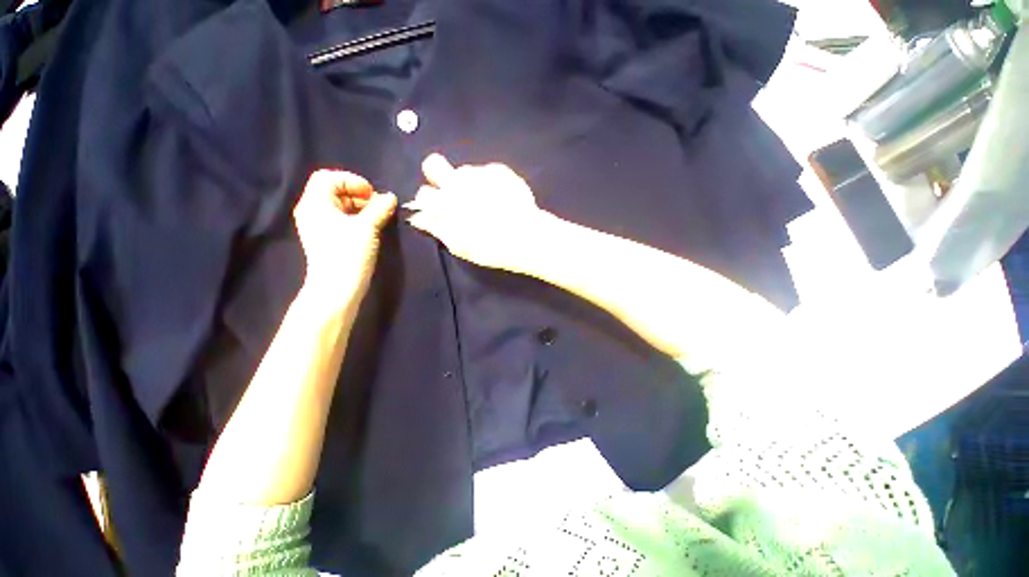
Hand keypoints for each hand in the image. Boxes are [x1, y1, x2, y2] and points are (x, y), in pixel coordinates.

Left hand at [293, 170, 395, 306]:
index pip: (328, 177)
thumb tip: (390, 197)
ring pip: (339, 206)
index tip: (372, 194)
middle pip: (334, 191)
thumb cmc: (348, 253)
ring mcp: (319, 226)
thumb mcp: (367, 227)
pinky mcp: (327, 238)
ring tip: (379, 217)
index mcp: (315, 203)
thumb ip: (379, 208)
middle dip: (358, 194)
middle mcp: (313, 211)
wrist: (337, 287)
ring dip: (360, 207)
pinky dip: (356, 218)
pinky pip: (341, 219)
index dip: (351, 180)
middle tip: (379, 205)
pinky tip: (372, 227)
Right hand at [406, 154, 552, 272]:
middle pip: (433, 163)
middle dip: (437, 175)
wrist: (527, 237)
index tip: (439, 209)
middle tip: (453, 191)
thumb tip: (418, 218)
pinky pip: (488, 172)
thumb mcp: (460, 246)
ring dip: (469, 183)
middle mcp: (458, 182)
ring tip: (487, 201)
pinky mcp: (500, 170)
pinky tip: (503, 198)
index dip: (429, 201)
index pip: (423, 193)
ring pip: (465, 170)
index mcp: (445, 203)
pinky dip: (491, 183)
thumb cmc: (490, 247)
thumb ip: (437, 229)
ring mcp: (480, 173)